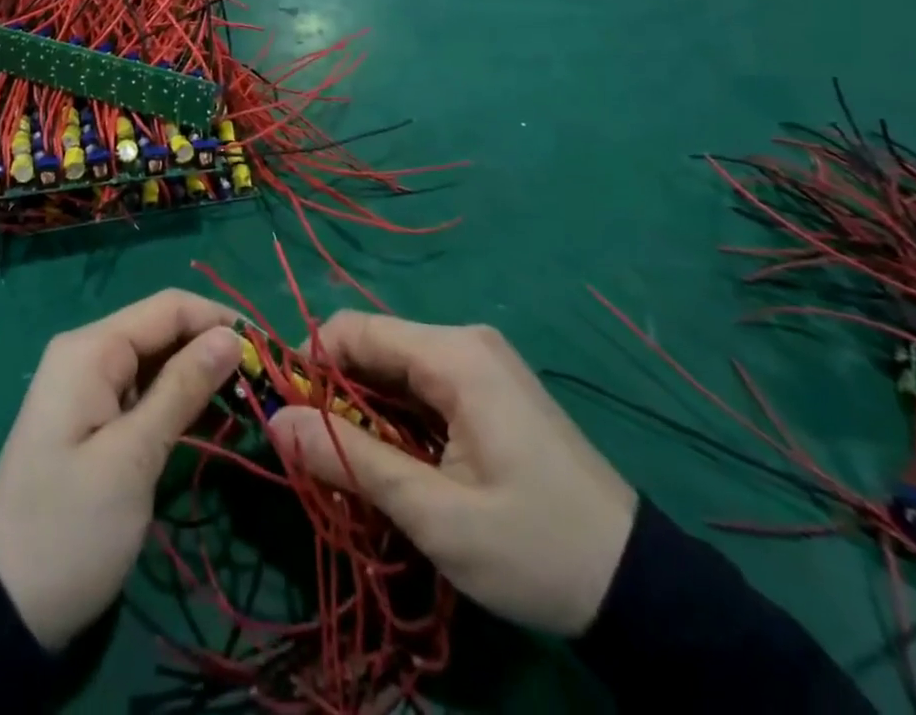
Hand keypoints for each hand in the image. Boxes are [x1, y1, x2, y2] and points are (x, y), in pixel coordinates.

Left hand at [0, 291, 242, 650]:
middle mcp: (89, 354)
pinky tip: (216, 421)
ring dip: (201, 377)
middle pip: (164, 330)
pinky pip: (146, 392)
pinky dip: (180, 402)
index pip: (169, 308)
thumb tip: (231, 336)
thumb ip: (182, 388)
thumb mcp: (133, 457)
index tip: (268, 353)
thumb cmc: (70, 528)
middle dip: (213, 348)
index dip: (219, 320)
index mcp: (91, 349)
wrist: (3, 610)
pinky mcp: (96, 420)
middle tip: (264, 385)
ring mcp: (90, 388)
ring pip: (159, 361)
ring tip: (249, 404)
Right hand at [268, 315, 637, 638]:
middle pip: (373, 346)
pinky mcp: (488, 387)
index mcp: (452, 355)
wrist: (639, 587)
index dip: (310, 365)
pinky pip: (422, 385)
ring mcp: (479, 362)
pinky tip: (396, 464)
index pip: (354, 329)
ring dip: (365, 411)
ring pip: (394, 368)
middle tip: (320, 456)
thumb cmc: (533, 548)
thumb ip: (349, 459)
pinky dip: (396, 417)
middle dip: (336, 394)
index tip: (290, 419)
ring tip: (355, 468)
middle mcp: (463, 341)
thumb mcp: (434, 514)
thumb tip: (276, 423)